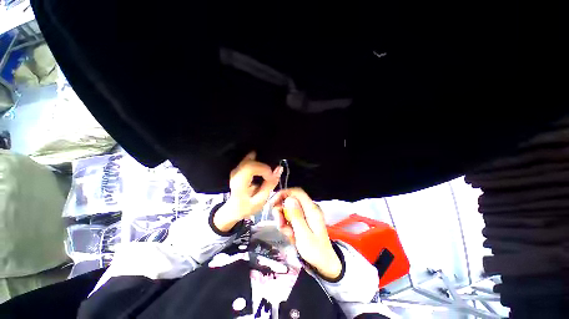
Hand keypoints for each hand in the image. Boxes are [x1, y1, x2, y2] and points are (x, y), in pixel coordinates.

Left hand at [214, 151, 282, 231]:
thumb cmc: (247, 207)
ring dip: (260, 163)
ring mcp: (235, 170)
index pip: (250, 168)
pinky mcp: (238, 168)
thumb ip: (270, 184)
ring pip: (249, 158)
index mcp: (239, 183)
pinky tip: (261, 166)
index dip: (264, 169)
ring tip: (266, 172)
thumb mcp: (261, 200)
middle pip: (250, 161)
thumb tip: (279, 169)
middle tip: (270, 174)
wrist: (234, 209)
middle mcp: (235, 174)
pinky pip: (248, 160)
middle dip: (263, 166)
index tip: (271, 177)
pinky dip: (257, 161)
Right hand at [271, 188, 341, 279]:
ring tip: (287, 233)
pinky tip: (290, 235)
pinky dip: (287, 225)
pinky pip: (290, 217)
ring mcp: (305, 214)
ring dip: (283, 220)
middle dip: (281, 211)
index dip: (284, 193)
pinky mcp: (303, 220)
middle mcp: (308, 209)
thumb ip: (296, 216)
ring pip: (288, 209)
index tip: (273, 203)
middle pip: (290, 200)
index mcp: (311, 209)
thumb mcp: (304, 235)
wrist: (324, 263)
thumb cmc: (315, 251)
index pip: (297, 192)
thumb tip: (289, 199)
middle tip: (279, 224)